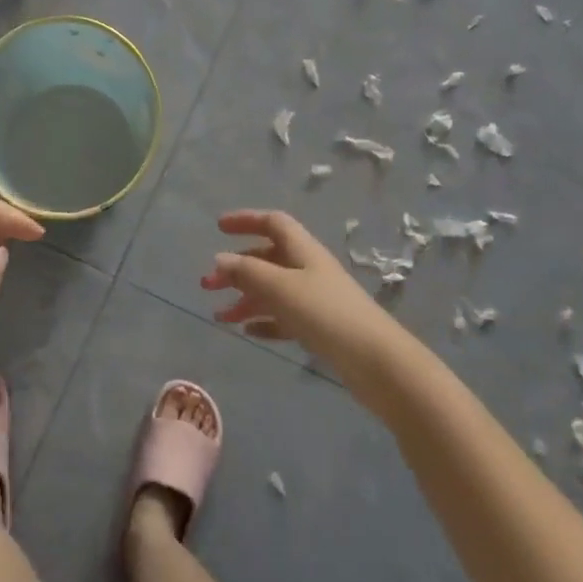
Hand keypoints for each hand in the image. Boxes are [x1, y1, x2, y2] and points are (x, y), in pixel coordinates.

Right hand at [200, 210, 406, 384]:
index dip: (246, 220)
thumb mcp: (281, 288)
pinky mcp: (320, 328)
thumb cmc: (325, 314)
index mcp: (303, 250)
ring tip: (219, 317)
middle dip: (237, 268)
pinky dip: (264, 320)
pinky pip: (284, 317)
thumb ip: (248, 272)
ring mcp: (316, 299)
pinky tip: (248, 332)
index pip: (273, 223)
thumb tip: (220, 258)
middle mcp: (309, 269)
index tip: (218, 227)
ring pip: (273, 290)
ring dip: (245, 298)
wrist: (375, 361)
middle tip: (207, 284)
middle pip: (268, 258)